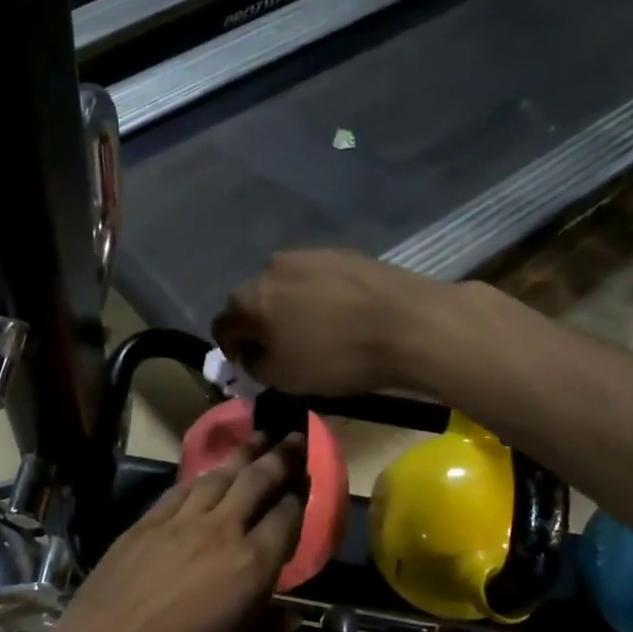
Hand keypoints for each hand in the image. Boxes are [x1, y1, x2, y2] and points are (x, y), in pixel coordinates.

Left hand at [39, 437, 304, 631]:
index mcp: (251, 567)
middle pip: (257, 481)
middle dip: (281, 457)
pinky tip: (208, 474)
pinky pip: (181, 490)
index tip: (310, 481)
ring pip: (218, 477)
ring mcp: (178, 522)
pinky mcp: (144, 523)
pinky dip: (202, 478)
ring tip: (259, 439)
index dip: (302, 496)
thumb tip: (291, 617)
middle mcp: (220, 532)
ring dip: (242, 455)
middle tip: (296, 438)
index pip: (288, 517)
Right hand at [212, 250, 449, 396]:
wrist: (409, 324)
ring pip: (285, 286)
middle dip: (259, 324)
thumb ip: (256, 366)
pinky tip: (339, 315)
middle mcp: (271, 267)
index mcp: (249, 298)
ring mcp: (309, 254)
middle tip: (279, 349)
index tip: (249, 365)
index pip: (223, 324)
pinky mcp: (343, 253)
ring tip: (312, 330)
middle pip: (253, 300)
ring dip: (288, 307)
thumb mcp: (285, 378)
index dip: (231, 349)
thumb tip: (252, 354)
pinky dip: (317, 297)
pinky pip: (316, 279)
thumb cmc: (338, 357)